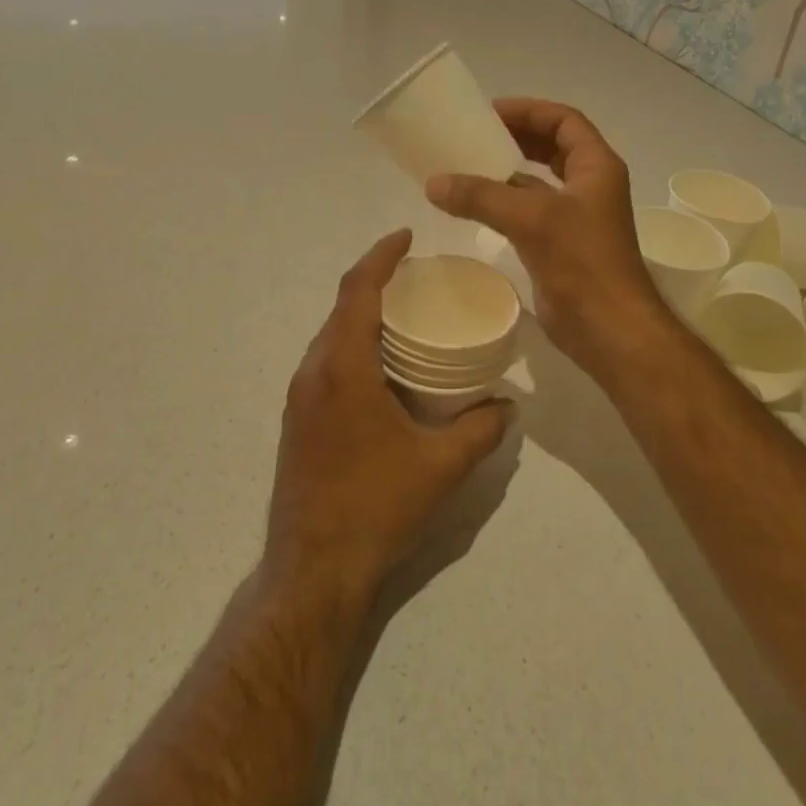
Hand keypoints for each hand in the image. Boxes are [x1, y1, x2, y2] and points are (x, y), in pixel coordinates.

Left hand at [265, 230, 513, 602]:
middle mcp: (313, 372)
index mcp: (342, 368)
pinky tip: (383, 367)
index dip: (381, 256)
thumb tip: (508, 406)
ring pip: (331, 336)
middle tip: (417, 278)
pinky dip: (353, 345)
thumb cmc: (376, 507)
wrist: (312, 570)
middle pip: (341, 308)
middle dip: (375, 282)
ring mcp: (299, 398)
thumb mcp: (440, 466)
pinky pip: (326, 362)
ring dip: (362, 316)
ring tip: (405, 316)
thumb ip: (480, 430)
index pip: (356, 290)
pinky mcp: (297, 420)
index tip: (407, 235)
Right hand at [425, 98, 673, 376]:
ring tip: (469, 164)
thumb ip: (481, 196)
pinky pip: (530, 210)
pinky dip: (506, 202)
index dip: (529, 110)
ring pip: (541, 180)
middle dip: (518, 136)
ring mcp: (577, 217)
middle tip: (477, 134)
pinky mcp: (561, 245)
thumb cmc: (583, 263)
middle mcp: (590, 185)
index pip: (564, 121)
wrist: (610, 329)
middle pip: (553, 146)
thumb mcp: (532, 219)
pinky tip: (475, 205)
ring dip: (509, 171)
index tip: (491, 112)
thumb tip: (434, 183)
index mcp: (596, 167)